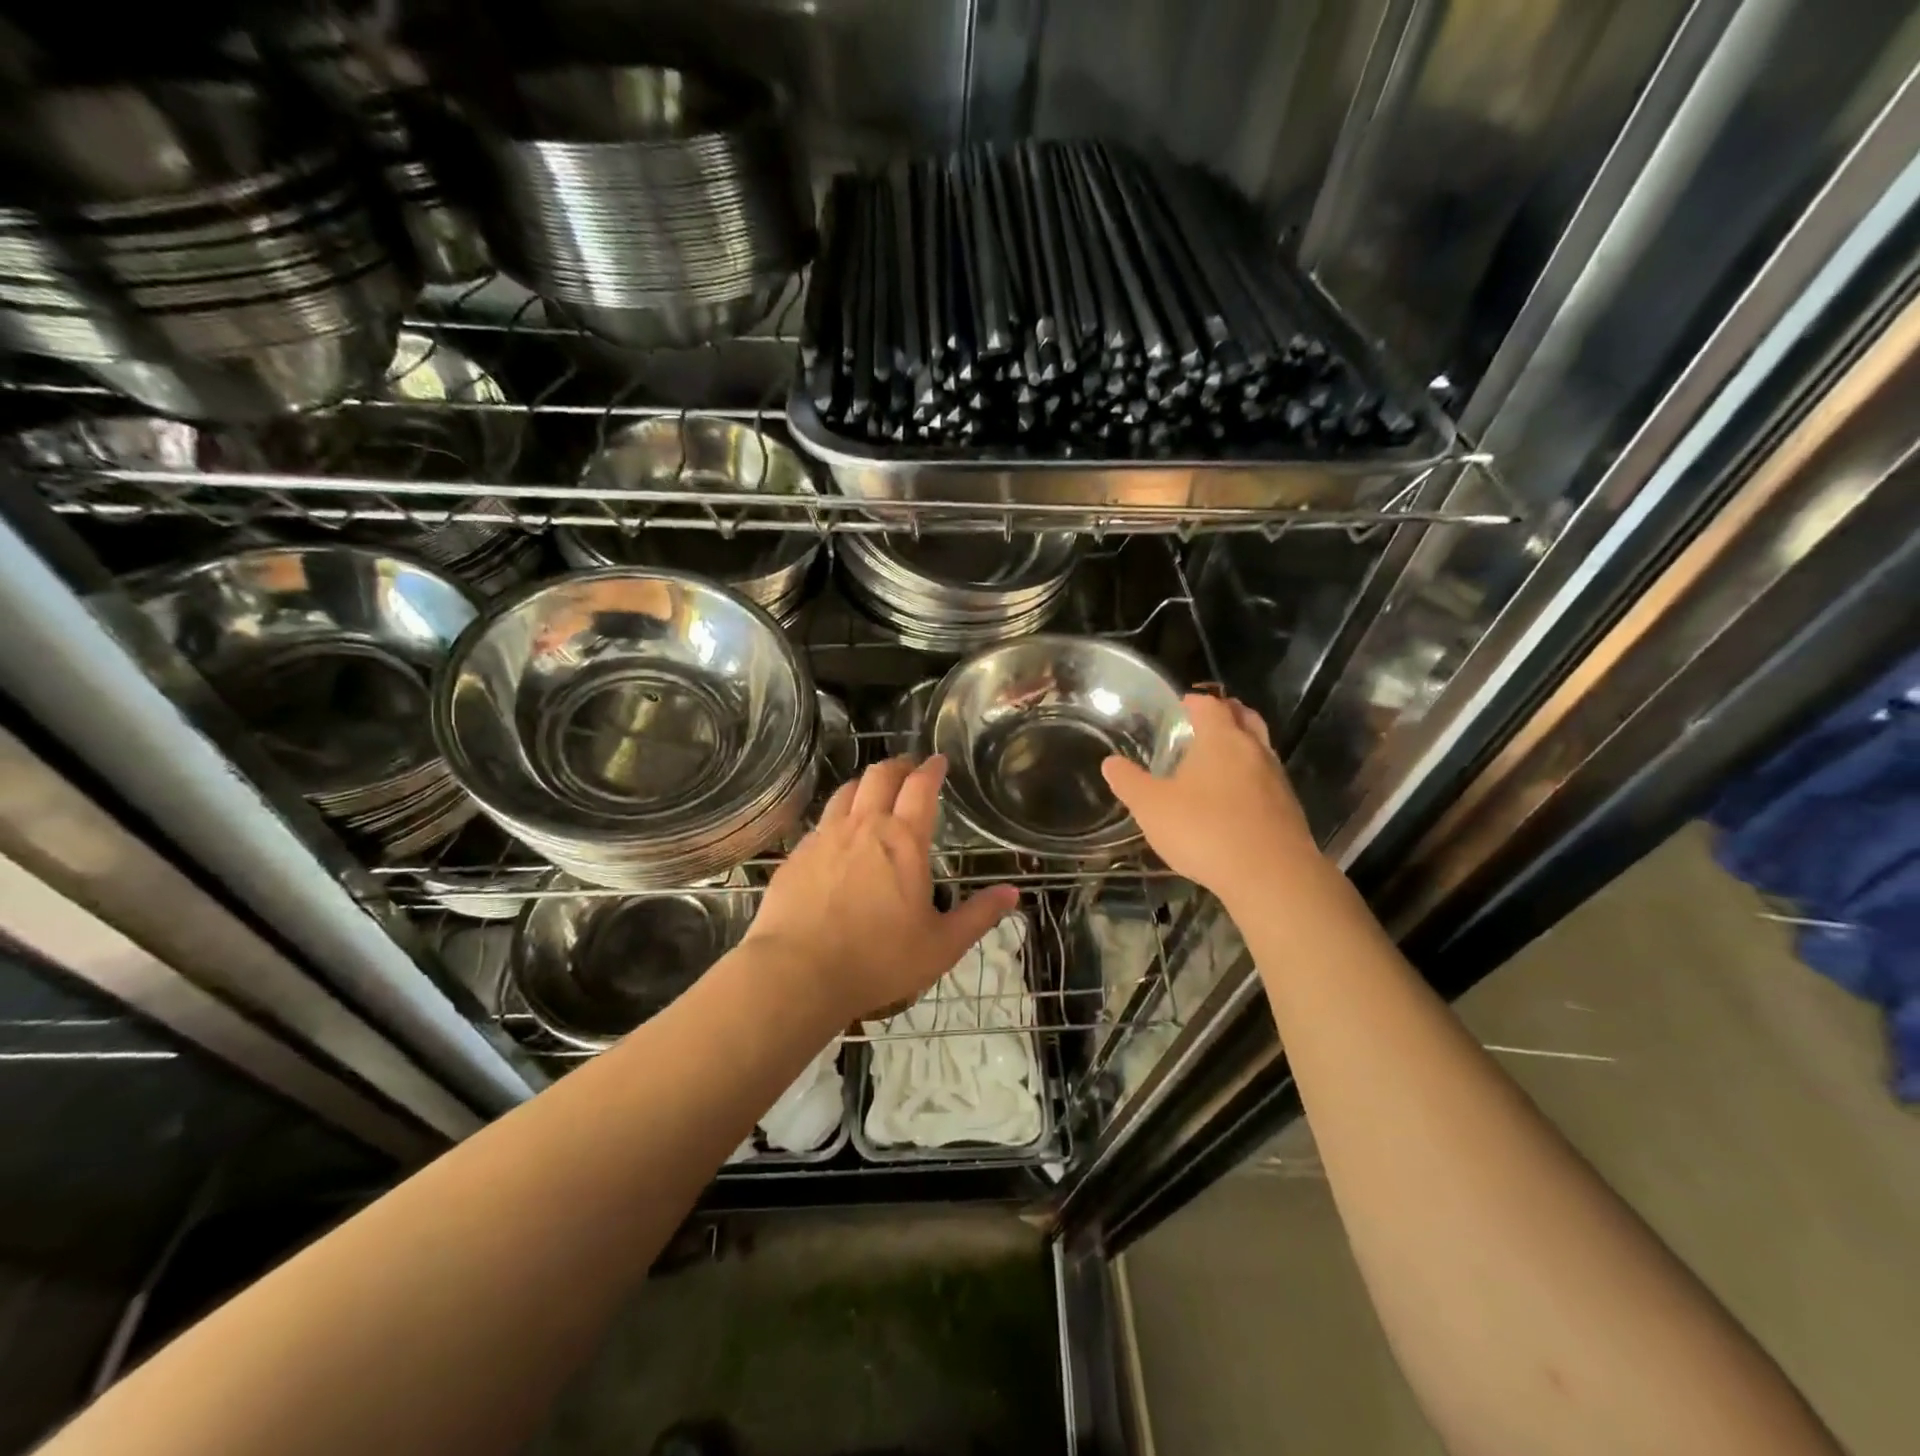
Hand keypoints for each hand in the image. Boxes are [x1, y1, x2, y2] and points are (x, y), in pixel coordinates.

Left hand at [746, 755, 1019, 1026]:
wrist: (798, 973)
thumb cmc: (879, 959)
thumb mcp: (941, 945)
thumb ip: (979, 915)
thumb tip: (1014, 893)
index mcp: (904, 840)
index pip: (921, 787)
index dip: (932, 768)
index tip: (939, 760)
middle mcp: (864, 826)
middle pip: (880, 776)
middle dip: (898, 765)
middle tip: (909, 768)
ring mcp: (824, 837)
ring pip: (846, 791)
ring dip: (865, 784)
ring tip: (873, 791)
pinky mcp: (797, 855)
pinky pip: (821, 821)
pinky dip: (837, 816)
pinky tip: (838, 835)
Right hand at [1101, 693, 1320, 908]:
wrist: (1271, 877)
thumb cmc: (1205, 830)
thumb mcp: (1151, 807)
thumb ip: (1129, 782)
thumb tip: (1110, 763)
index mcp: (1221, 739)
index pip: (1210, 704)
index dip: (1193, 701)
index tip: (1179, 707)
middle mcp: (1254, 750)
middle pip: (1244, 717)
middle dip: (1225, 715)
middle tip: (1202, 725)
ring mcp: (1277, 779)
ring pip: (1260, 748)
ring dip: (1241, 747)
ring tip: (1216, 762)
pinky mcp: (1289, 809)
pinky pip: (1267, 780)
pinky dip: (1251, 778)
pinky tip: (1234, 800)